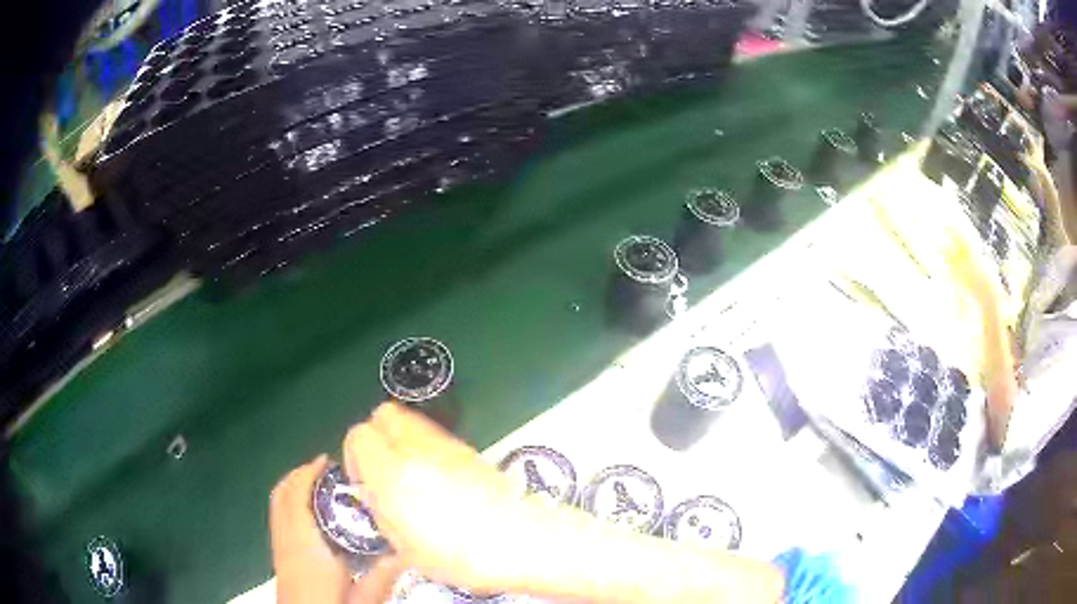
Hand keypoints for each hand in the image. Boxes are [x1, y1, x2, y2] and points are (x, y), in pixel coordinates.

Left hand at [270, 455, 403, 602]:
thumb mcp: (362, 595)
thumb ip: (382, 574)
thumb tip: (406, 552)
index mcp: (305, 543)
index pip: (298, 496)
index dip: (309, 473)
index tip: (327, 460)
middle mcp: (286, 536)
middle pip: (282, 493)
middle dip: (300, 474)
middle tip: (324, 468)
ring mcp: (278, 542)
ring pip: (277, 502)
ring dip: (293, 485)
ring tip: (317, 483)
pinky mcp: (277, 550)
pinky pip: (277, 513)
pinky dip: (289, 500)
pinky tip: (309, 510)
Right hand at [343, 403, 524, 592]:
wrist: (520, 540)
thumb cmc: (458, 555)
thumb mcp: (405, 547)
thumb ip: (381, 510)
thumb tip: (373, 490)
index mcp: (394, 473)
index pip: (358, 435)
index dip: (354, 456)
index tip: (363, 482)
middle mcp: (417, 448)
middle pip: (383, 413)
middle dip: (375, 436)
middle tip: (382, 470)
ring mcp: (446, 444)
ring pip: (409, 420)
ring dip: (400, 440)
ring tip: (410, 476)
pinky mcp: (468, 448)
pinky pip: (433, 435)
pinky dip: (423, 448)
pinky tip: (436, 480)